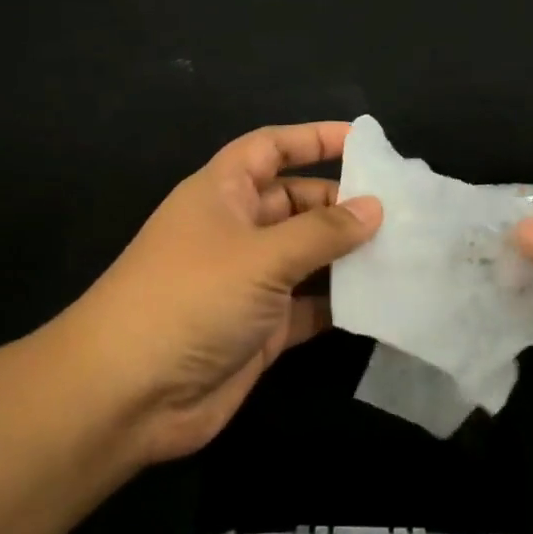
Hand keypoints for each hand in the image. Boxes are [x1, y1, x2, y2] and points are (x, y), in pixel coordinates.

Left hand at [64, 122, 381, 465]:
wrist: (127, 395)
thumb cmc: (191, 299)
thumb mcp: (261, 255)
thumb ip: (322, 231)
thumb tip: (374, 207)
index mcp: (221, 193)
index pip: (270, 148)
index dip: (313, 138)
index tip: (364, 140)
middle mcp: (235, 231)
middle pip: (296, 203)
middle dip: (342, 203)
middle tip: (401, 211)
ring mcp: (247, 283)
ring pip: (307, 257)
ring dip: (348, 255)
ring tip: (405, 251)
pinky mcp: (260, 329)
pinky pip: (309, 306)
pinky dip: (339, 303)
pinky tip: (382, 300)